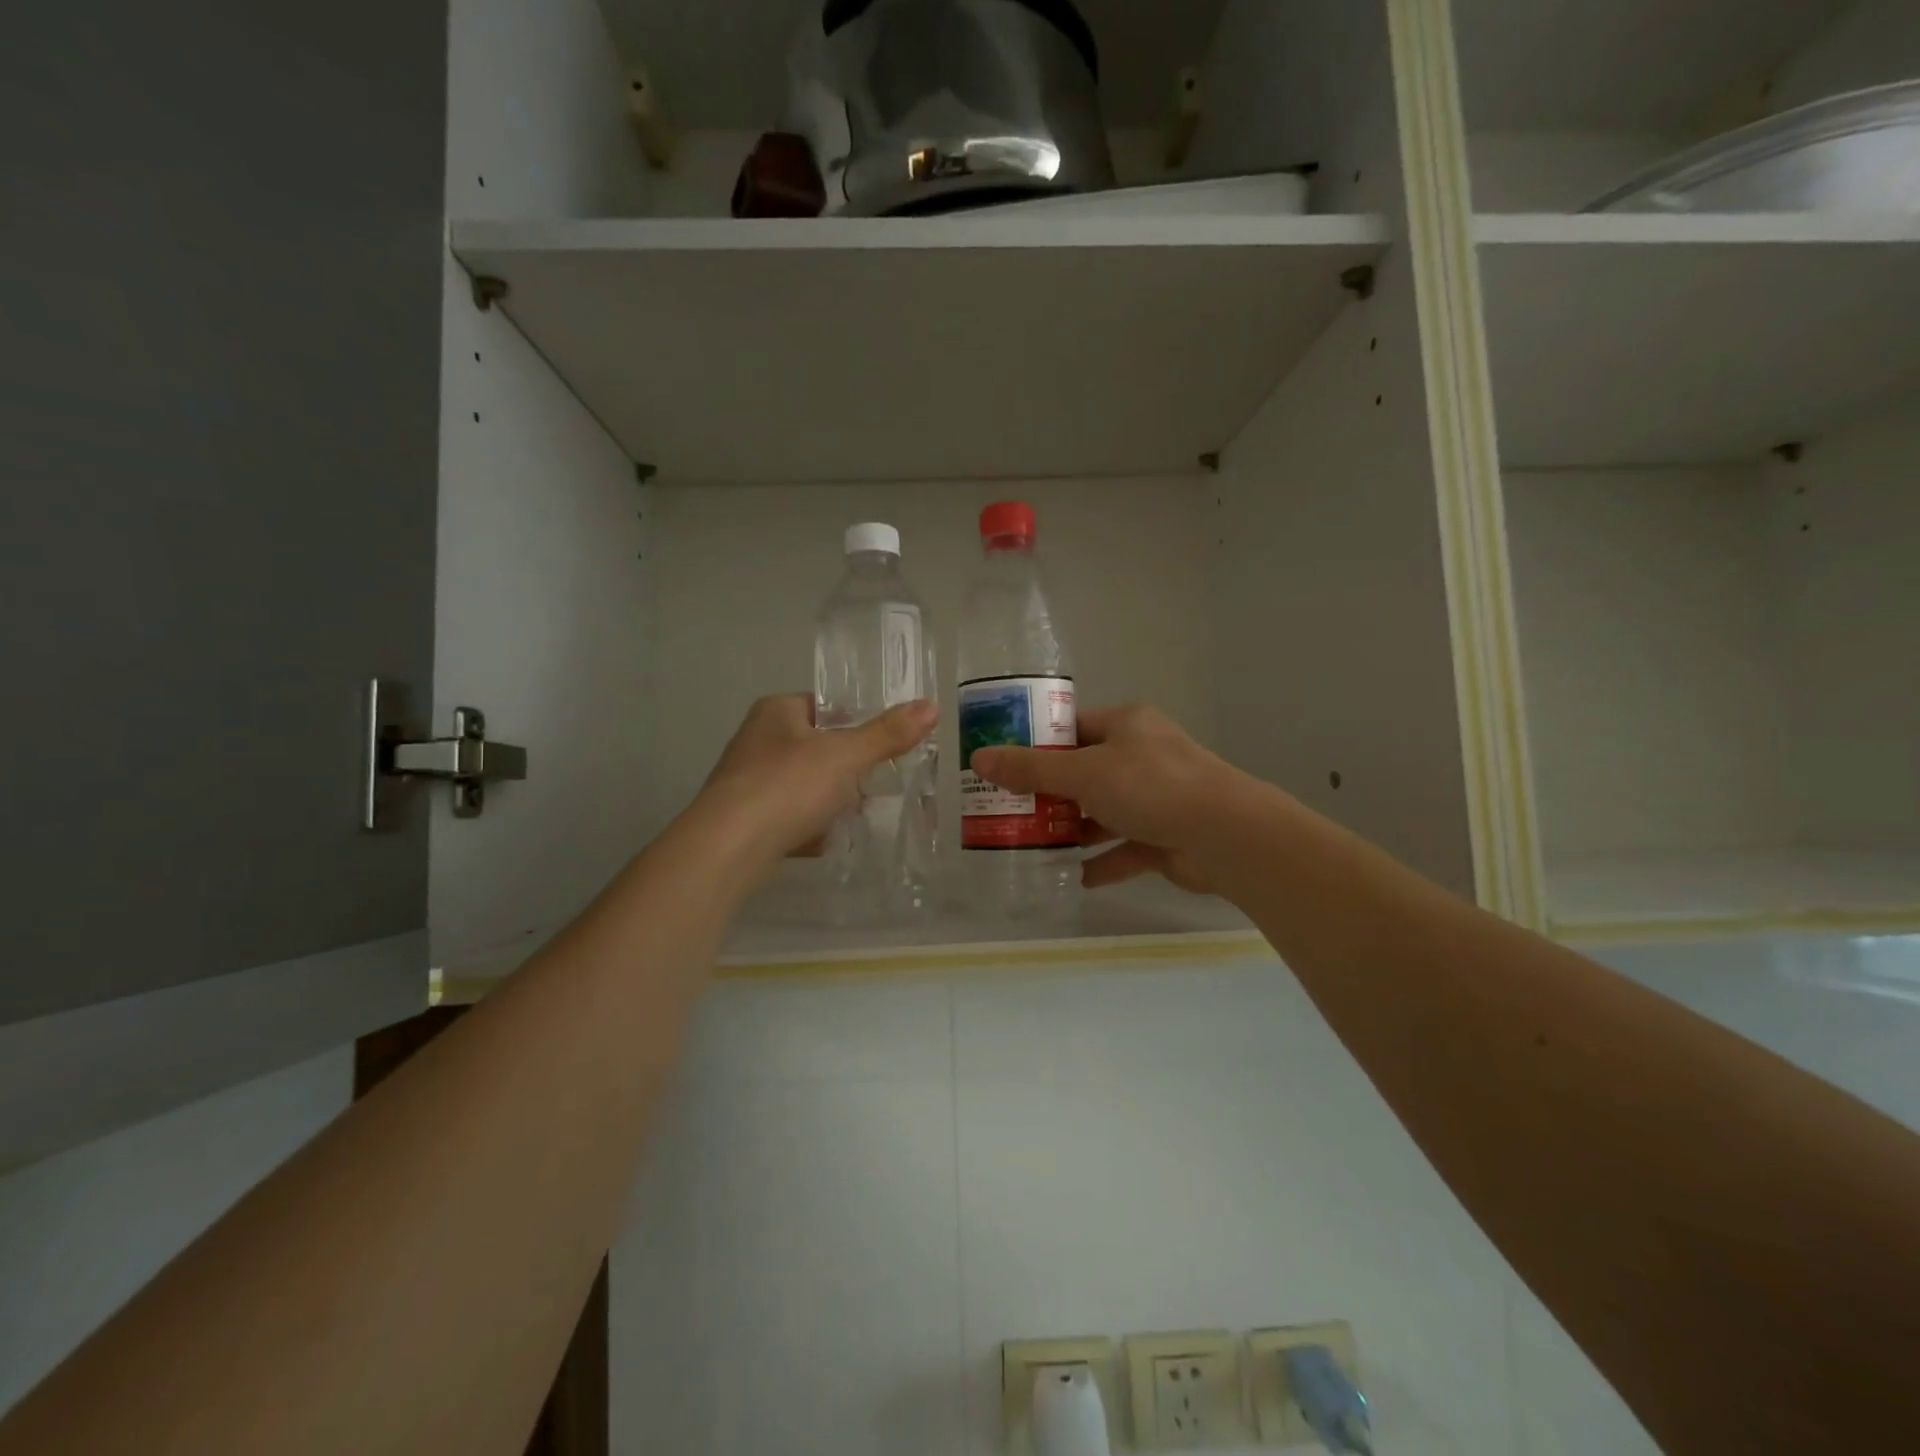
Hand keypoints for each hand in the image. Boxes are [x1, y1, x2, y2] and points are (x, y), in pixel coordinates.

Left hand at [694, 694, 937, 864]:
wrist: (728, 848)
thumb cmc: (788, 786)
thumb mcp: (846, 756)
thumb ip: (887, 734)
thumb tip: (931, 706)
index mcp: (776, 712)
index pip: (825, 706)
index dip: (856, 723)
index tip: (884, 745)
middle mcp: (757, 741)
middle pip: (816, 748)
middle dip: (846, 767)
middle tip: (876, 783)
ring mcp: (747, 782)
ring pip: (803, 785)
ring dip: (829, 799)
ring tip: (857, 814)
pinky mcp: (745, 820)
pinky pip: (788, 817)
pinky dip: (809, 827)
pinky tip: (827, 841)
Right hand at [970, 704, 1241, 893]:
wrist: (1225, 835)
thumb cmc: (1151, 786)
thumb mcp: (1083, 773)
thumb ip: (1031, 769)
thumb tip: (979, 759)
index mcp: (1126, 726)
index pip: (1073, 728)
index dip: (1038, 744)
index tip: (1004, 764)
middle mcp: (1143, 756)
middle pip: (1085, 772)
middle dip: (1049, 794)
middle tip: (1008, 810)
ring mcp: (1157, 798)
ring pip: (1103, 812)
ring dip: (1073, 829)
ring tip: (1031, 844)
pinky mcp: (1166, 837)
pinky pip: (1125, 848)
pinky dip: (1101, 862)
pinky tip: (1073, 877)